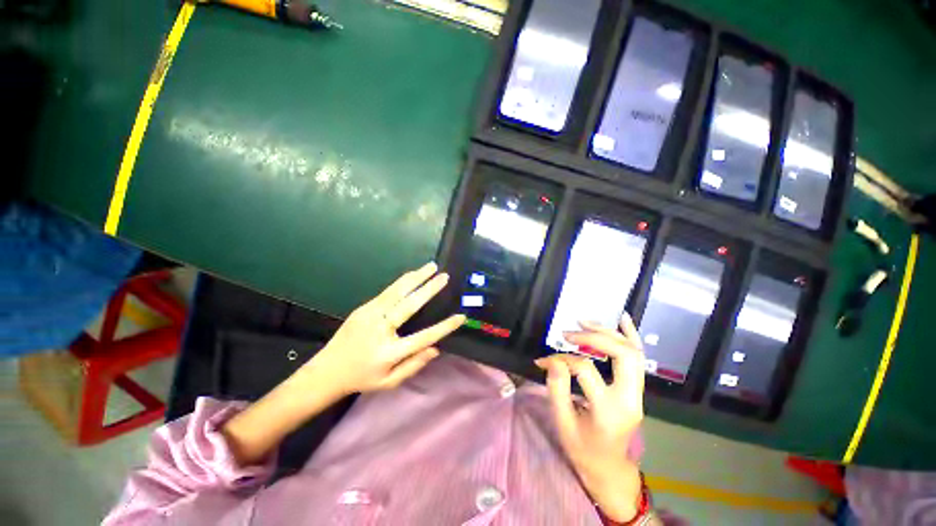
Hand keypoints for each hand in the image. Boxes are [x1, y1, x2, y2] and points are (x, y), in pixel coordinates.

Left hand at [301, 261, 464, 396]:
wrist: (326, 370)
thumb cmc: (361, 378)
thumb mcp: (389, 382)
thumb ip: (413, 366)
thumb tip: (436, 348)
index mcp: (388, 352)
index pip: (423, 337)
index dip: (443, 327)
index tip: (459, 317)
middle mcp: (380, 329)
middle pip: (409, 305)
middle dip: (429, 289)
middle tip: (444, 277)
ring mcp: (370, 315)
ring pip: (397, 291)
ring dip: (416, 277)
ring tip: (431, 266)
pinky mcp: (364, 307)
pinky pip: (388, 291)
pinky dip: (403, 281)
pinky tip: (413, 275)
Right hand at [535, 314, 645, 521]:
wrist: (609, 469)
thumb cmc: (583, 449)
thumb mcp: (563, 423)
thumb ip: (556, 389)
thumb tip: (551, 360)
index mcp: (609, 410)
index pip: (585, 369)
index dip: (562, 360)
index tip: (545, 361)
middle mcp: (630, 398)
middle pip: (622, 354)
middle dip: (593, 337)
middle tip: (569, 333)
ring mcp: (638, 393)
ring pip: (632, 352)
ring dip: (608, 332)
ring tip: (584, 322)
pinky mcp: (637, 390)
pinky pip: (638, 358)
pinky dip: (631, 336)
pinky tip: (623, 318)